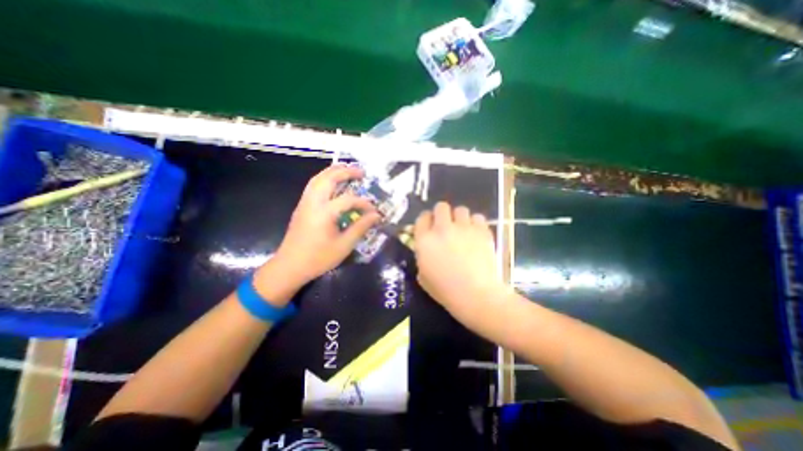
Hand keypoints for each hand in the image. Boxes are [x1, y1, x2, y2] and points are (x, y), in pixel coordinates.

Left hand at [265, 165, 379, 288]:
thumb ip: (361, 227)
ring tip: (348, 172)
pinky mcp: (301, 206)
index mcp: (324, 212)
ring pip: (318, 178)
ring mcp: (305, 203)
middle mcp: (313, 202)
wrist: (290, 266)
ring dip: (333, 172)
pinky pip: (313, 185)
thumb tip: (376, 216)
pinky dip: (325, 179)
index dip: (364, 203)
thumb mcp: (344, 245)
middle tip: (361, 172)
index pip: (348, 199)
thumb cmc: (318, 258)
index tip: (374, 211)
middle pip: (328, 178)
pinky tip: (333, 184)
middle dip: (346, 171)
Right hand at [414, 203, 498, 309]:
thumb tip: (427, 249)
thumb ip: (423, 257)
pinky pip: (478, 217)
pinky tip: (476, 234)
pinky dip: (476, 223)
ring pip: (460, 209)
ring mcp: (463, 228)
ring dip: (460, 218)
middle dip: (442, 214)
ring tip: (463, 229)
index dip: (426, 220)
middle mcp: (442, 228)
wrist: (475, 295)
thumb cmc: (445, 290)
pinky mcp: (482, 231)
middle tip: (446, 225)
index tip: (430, 226)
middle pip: (441, 207)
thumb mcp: (423, 276)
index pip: (422, 217)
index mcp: (425, 240)